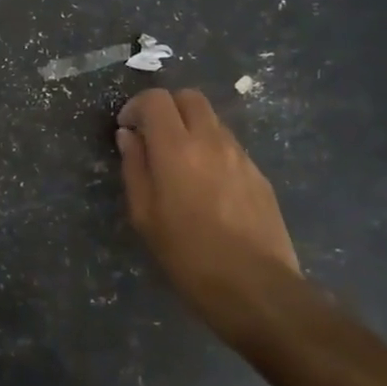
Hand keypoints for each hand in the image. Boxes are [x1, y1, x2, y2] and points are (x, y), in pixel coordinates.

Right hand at [116, 88, 305, 334]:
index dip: (136, 106)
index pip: (156, 99)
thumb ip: (134, 168)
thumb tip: (129, 136)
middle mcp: (211, 141)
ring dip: (190, 128)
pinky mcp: (259, 174)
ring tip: (179, 164)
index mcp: (177, 148)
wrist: (256, 288)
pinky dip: (211, 150)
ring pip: (212, 120)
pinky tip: (206, 186)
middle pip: (189, 97)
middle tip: (152, 137)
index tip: (127, 129)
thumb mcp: (144, 216)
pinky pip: (230, 146)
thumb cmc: (188, 255)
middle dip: (166, 108)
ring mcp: (241, 156)